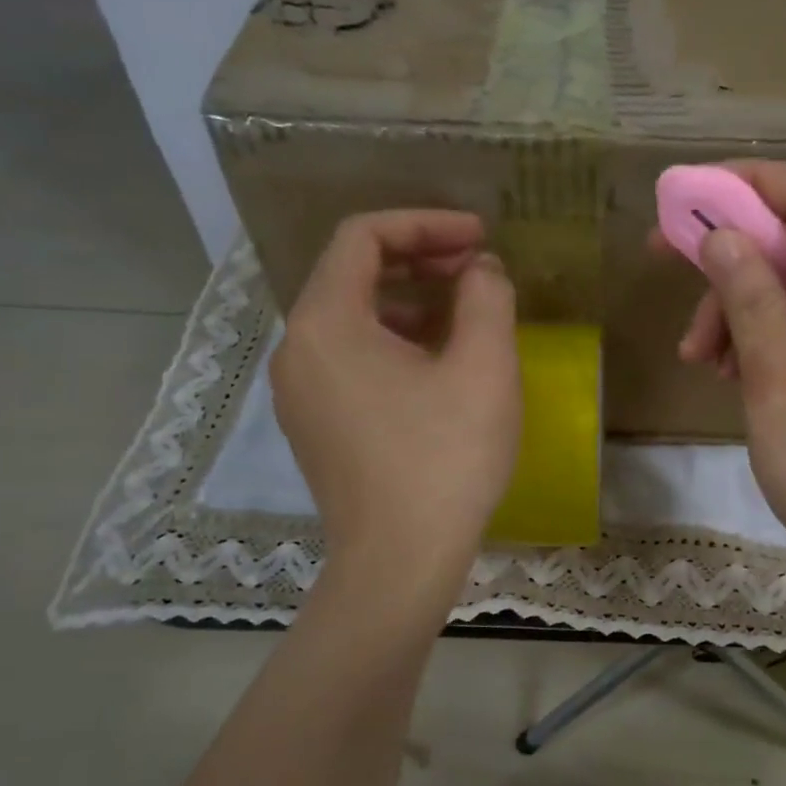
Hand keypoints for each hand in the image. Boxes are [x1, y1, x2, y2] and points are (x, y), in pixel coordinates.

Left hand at [271, 211, 519, 579]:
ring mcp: (300, 393)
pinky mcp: (315, 427)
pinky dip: (394, 344)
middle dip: (419, 261)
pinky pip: (351, 361)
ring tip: (466, 319)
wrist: (400, 562)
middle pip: (352, 275)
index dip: (425, 223)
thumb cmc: (445, 459)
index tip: (479, 237)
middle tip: (477, 271)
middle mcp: (298, 349)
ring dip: (410, 304)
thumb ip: (486, 298)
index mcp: (327, 322)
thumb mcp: (484, 368)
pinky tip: (439, 369)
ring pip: (353, 320)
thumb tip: (480, 270)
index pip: (363, 236)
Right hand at [662, 161, 785, 599]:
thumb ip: (755, 312)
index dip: (749, 183)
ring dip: (739, 305)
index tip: (686, 204)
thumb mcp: (781, 399)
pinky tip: (731, 375)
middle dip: (730, 253)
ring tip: (699, 361)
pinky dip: (762, 335)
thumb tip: (725, 236)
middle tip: (670, 281)